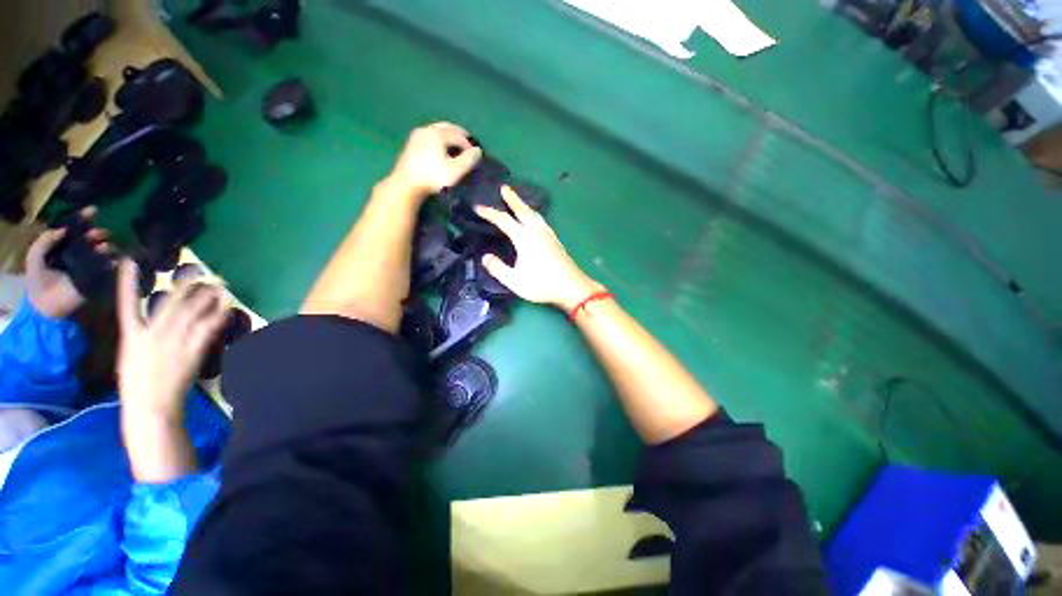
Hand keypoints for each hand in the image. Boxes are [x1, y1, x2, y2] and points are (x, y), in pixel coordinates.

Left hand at [25, 207, 111, 318]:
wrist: (46, 306)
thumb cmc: (38, 280)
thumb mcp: (35, 256)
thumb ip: (46, 240)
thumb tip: (64, 229)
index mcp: (64, 245)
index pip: (76, 228)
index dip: (84, 219)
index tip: (94, 210)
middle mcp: (78, 251)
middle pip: (92, 237)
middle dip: (97, 232)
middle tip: (99, 233)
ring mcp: (89, 264)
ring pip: (103, 249)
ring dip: (106, 245)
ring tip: (104, 246)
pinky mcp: (97, 276)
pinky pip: (109, 265)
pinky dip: (113, 260)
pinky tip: (113, 258)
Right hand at [116, 260, 226, 423]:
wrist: (151, 408)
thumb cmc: (138, 386)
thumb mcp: (131, 358)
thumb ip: (143, 338)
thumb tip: (157, 323)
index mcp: (131, 337)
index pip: (126, 304)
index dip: (126, 282)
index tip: (128, 261)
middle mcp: (151, 335)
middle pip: (171, 303)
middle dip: (186, 285)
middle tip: (200, 271)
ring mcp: (172, 343)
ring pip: (191, 313)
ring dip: (207, 298)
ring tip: (219, 286)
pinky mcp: (190, 352)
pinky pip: (206, 330)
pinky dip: (216, 317)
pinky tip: (226, 308)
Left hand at [387, 121, 482, 198]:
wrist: (407, 184)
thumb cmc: (433, 176)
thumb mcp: (455, 170)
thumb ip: (469, 159)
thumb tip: (478, 151)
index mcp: (438, 134)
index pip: (458, 135)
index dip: (469, 144)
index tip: (475, 154)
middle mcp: (427, 129)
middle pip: (447, 127)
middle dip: (459, 134)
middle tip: (468, 143)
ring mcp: (417, 136)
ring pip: (437, 130)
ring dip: (448, 136)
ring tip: (456, 146)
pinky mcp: (411, 144)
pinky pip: (429, 136)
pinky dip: (439, 140)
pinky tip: (441, 150)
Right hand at [475, 185, 602, 310]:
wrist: (571, 287)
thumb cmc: (542, 284)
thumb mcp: (515, 281)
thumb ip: (498, 269)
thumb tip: (485, 257)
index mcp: (525, 238)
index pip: (503, 220)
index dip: (489, 213)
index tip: (478, 207)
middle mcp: (537, 231)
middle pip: (522, 210)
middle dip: (512, 198)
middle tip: (504, 187)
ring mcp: (548, 235)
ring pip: (534, 214)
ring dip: (524, 205)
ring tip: (518, 201)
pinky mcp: (556, 240)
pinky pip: (541, 221)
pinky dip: (533, 215)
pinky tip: (535, 221)